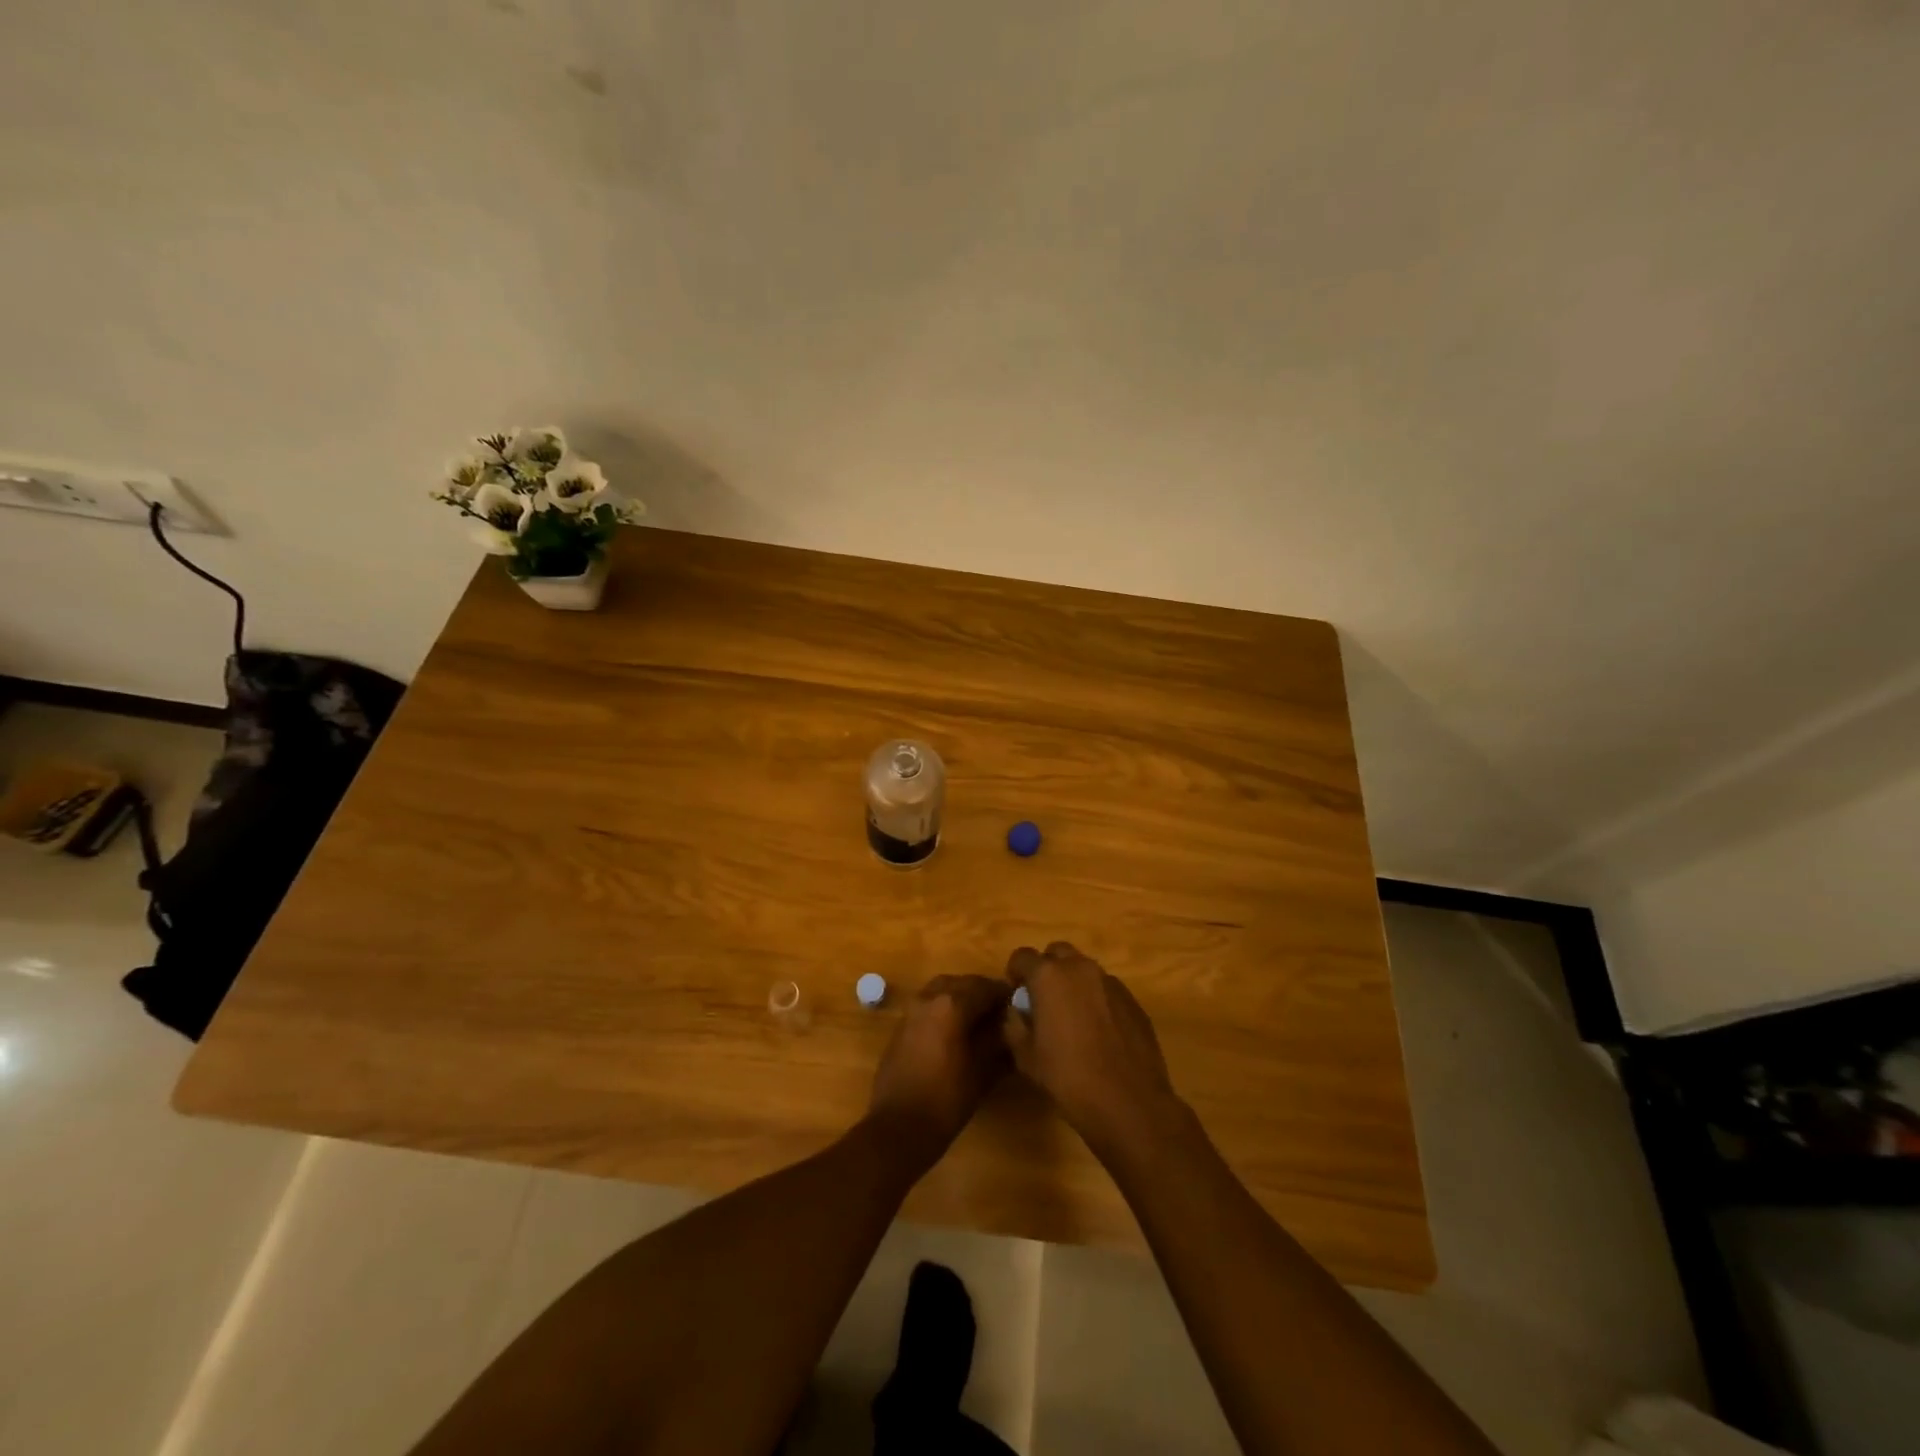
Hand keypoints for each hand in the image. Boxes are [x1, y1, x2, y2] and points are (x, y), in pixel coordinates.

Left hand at [869, 974, 1012, 1160]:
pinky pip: (928, 1005)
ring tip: (979, 1021)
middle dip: (982, 993)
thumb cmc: (947, 1100)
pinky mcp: (901, 1025)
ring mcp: (911, 1010)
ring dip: (961, 998)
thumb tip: (1008, 1024)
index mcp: (952, 1004)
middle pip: (962, 983)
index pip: (985, 987)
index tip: (1018, 1006)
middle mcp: (929, 998)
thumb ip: (997, 1040)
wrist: (899, 1127)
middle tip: (1000, 1013)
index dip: (1004, 994)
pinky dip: (944, 1009)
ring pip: (942, 990)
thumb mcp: (983, 1071)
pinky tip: (955, 1032)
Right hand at [1004, 943, 1183, 1156]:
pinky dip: (1096, 999)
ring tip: (1072, 1017)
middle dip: (1047, 969)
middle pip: (1057, 953)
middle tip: (1043, 1000)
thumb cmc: (1068, 1079)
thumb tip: (1017, 1011)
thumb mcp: (1026, 1057)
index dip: (1015, 973)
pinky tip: (1098, 1032)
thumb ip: (1014, 1025)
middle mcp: (1080, 968)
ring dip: (1073, 983)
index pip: (1022, 956)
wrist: (1129, 1103)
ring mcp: (1110, 982)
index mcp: (1049, 977)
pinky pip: (1106, 989)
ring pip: (1084, 969)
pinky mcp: (1132, 1000)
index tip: (1017, 995)